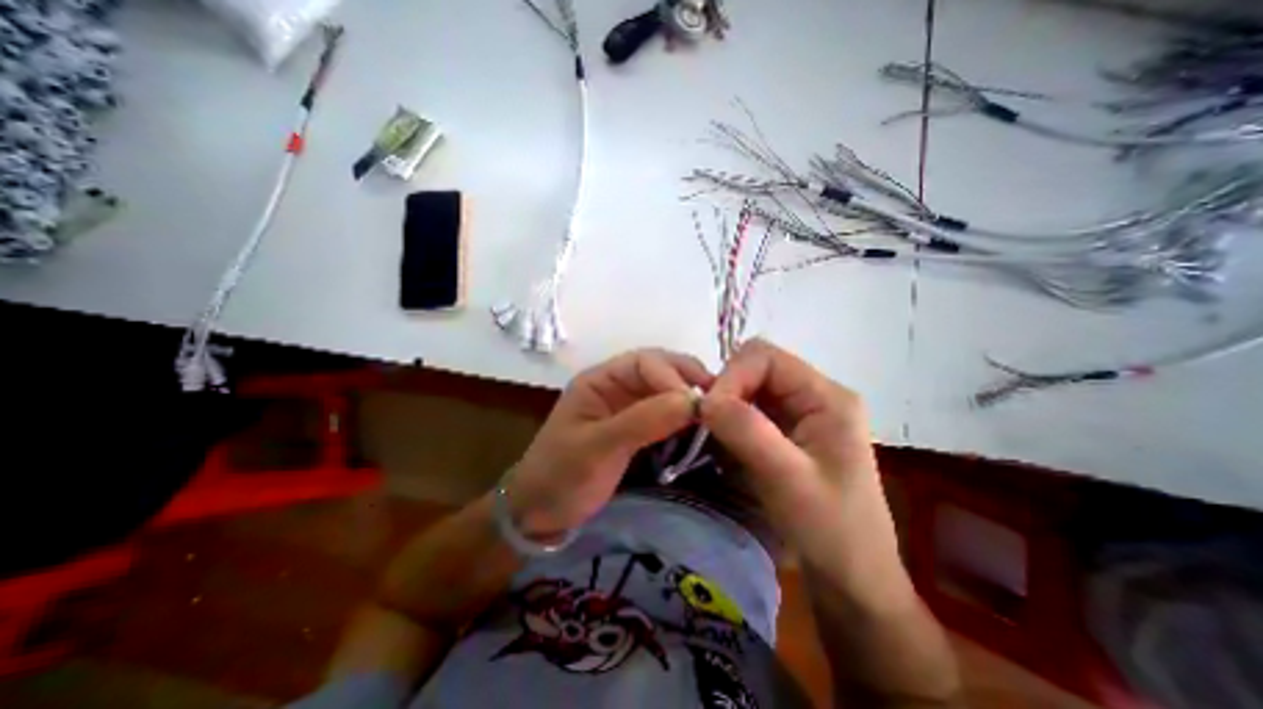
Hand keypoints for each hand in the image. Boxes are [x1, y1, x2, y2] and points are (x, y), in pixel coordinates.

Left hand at [508, 345, 708, 536]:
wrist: (540, 514)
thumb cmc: (561, 476)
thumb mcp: (597, 448)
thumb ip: (642, 421)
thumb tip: (692, 400)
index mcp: (599, 380)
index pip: (644, 362)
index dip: (671, 377)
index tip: (695, 404)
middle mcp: (615, 386)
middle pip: (658, 369)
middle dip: (687, 378)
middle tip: (718, 399)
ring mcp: (626, 407)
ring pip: (664, 389)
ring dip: (689, 394)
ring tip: (716, 409)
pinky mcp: (635, 428)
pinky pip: (664, 411)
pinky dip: (683, 414)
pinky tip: (699, 424)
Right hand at [702, 341, 884, 561]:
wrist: (854, 577)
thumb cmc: (833, 531)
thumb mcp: (789, 481)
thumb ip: (748, 432)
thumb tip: (705, 400)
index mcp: (826, 396)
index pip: (765, 357)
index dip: (732, 376)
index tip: (709, 412)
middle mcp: (813, 395)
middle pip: (755, 368)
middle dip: (726, 390)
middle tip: (708, 425)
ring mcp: (799, 412)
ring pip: (748, 388)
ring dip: (726, 407)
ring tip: (713, 436)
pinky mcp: (786, 431)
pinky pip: (749, 410)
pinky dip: (730, 421)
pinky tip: (724, 444)